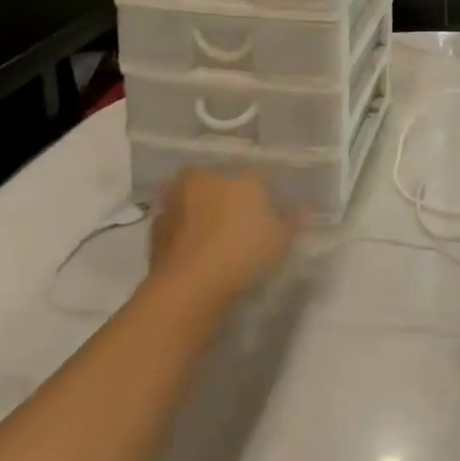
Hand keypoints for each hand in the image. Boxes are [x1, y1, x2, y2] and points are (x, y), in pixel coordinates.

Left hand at [147, 168, 296, 308]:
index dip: (266, 191)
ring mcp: (176, 199)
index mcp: (240, 175)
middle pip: (221, 181)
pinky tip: (195, 250)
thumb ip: (292, 220)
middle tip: (239, 220)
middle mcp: (206, 177)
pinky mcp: (156, 226)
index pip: (258, 174)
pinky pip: (177, 223)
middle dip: (228, 195)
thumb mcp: (281, 239)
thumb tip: (303, 208)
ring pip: (195, 199)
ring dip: (202, 211)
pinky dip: (185, 232)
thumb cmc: (243, 253)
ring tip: (214, 237)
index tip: (271, 208)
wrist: (189, 286)